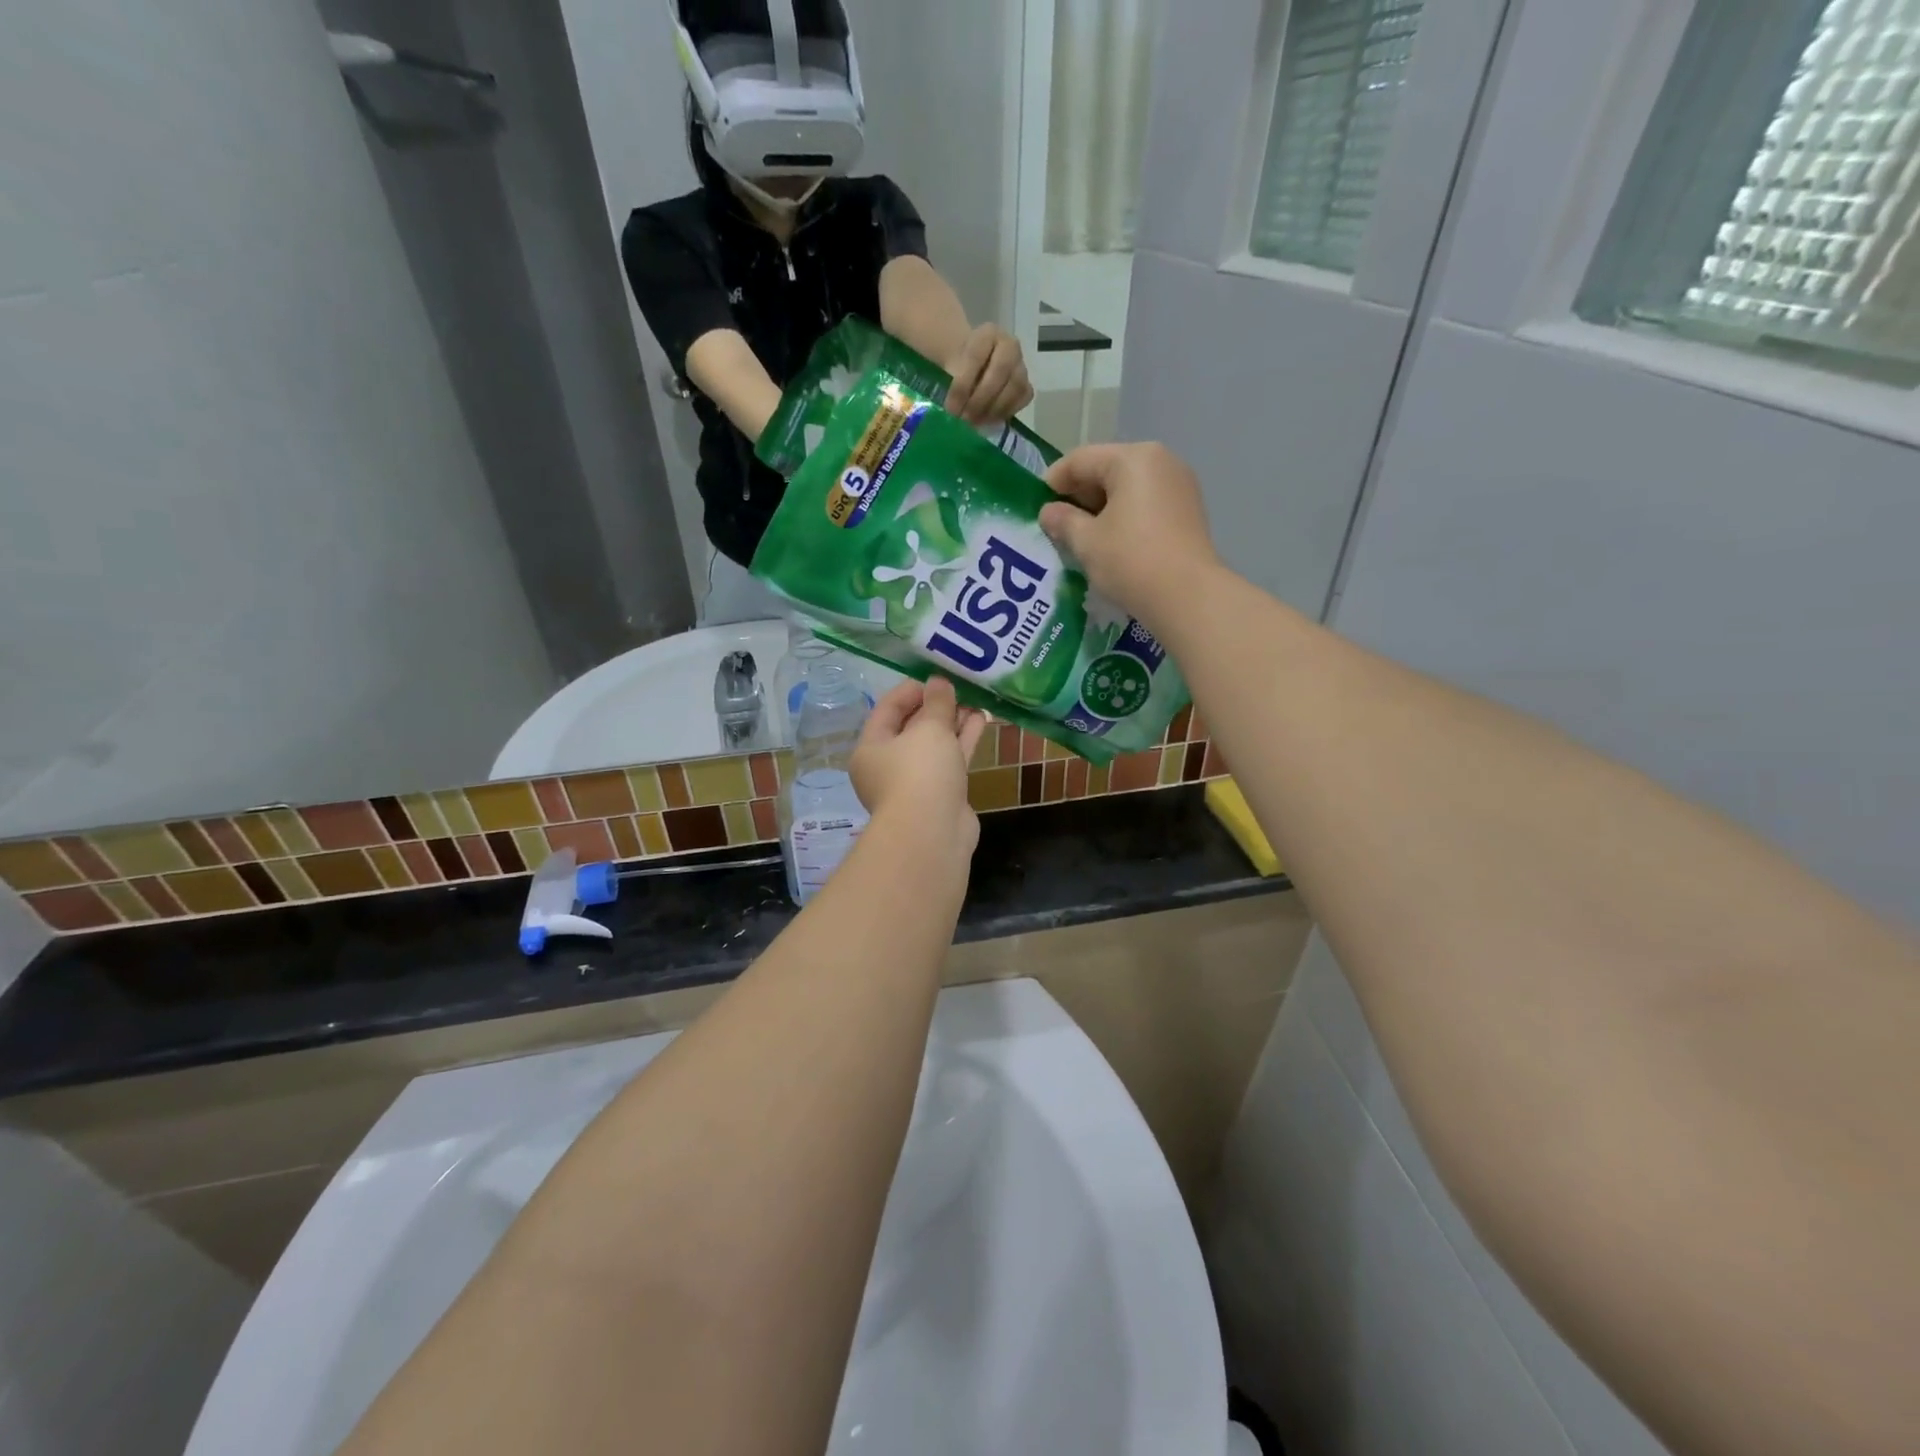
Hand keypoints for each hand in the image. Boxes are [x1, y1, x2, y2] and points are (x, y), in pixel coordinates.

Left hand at [851, 677, 988, 861]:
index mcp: (871, 748)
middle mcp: (888, 765)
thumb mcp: (928, 729)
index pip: (887, 708)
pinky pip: (950, 761)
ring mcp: (915, 783)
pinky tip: (982, 720)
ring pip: (934, 745)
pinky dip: (963, 742)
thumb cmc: (920, 773)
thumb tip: (939, 682)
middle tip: (961, 687)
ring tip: (977, 700)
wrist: (933, 834)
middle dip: (937, 707)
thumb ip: (937, 702)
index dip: (912, 689)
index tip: (938, 677)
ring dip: (954, 723)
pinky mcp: (940, 795)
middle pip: (912, 727)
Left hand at [945, 325, 1033, 425]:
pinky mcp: (1027, 385)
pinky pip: (1023, 399)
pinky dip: (1007, 411)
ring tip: (976, 422)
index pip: (976, 356)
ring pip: (1015, 387)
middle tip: (965, 419)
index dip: (962, 385)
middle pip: (1000, 371)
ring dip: (994, 409)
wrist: (972, 365)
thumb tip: (953, 408)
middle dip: (980, 399)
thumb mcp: (949, 363)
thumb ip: (950, 376)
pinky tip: (989, 420)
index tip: (950, 408)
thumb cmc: (958, 363)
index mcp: (988, 333)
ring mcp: (1021, 365)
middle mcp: (1010, 346)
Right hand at [1040, 443, 1219, 629]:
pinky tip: (1111, 541)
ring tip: (1081, 535)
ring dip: (1101, 507)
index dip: (1054, 480)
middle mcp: (1161, 461)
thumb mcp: (1087, 542)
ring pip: (1128, 487)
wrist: (1188, 597)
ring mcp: (1179, 485)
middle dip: (1079, 494)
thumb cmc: (1131, 561)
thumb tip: (1048, 512)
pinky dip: (1124, 515)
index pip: (1081, 459)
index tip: (1036, 505)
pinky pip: (1146, 502)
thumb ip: (1063, 521)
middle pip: (1107, 468)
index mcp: (1133, 458)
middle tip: (1057, 523)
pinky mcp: (1188, 510)